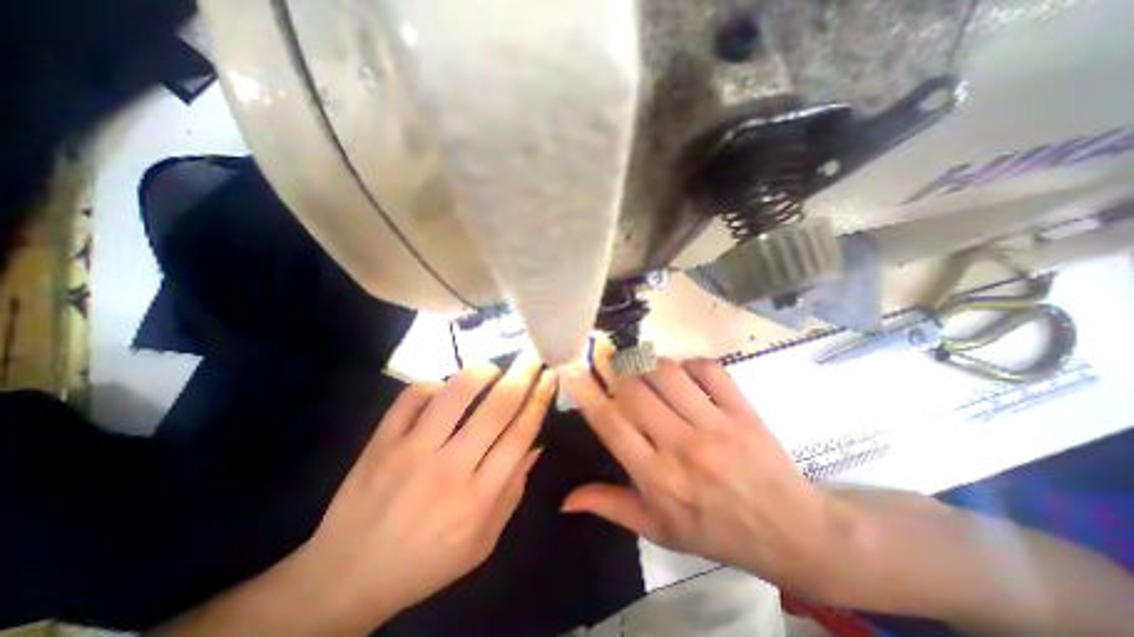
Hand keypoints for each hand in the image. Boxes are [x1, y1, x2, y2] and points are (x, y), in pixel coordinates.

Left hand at [290, 355, 556, 628]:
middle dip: (521, 375)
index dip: (539, 400)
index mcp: (478, 497)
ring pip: (455, 393)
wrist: (347, 577)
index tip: (549, 377)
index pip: (520, 433)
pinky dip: (434, 384)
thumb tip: (535, 444)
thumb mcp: (483, 542)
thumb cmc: (426, 562)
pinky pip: (412, 396)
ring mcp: (410, 451)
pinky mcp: (381, 442)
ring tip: (493, 369)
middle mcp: (448, 468)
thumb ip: (513, 491)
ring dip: (482, 372)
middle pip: (496, 408)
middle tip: (532, 358)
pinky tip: (445, 388)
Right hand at [559, 349, 839, 590]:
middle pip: (635, 390)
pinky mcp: (742, 410)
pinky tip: (681, 371)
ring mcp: (716, 425)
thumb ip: (610, 507)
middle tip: (602, 354)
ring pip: (668, 374)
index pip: (612, 424)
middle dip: (613, 367)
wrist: (789, 530)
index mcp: (658, 478)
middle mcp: (683, 447)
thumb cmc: (715, 531)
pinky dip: (688, 363)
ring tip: (639, 365)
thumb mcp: (658, 530)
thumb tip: (565, 499)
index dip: (587, 392)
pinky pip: (707, 369)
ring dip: (646, 363)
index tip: (571, 367)